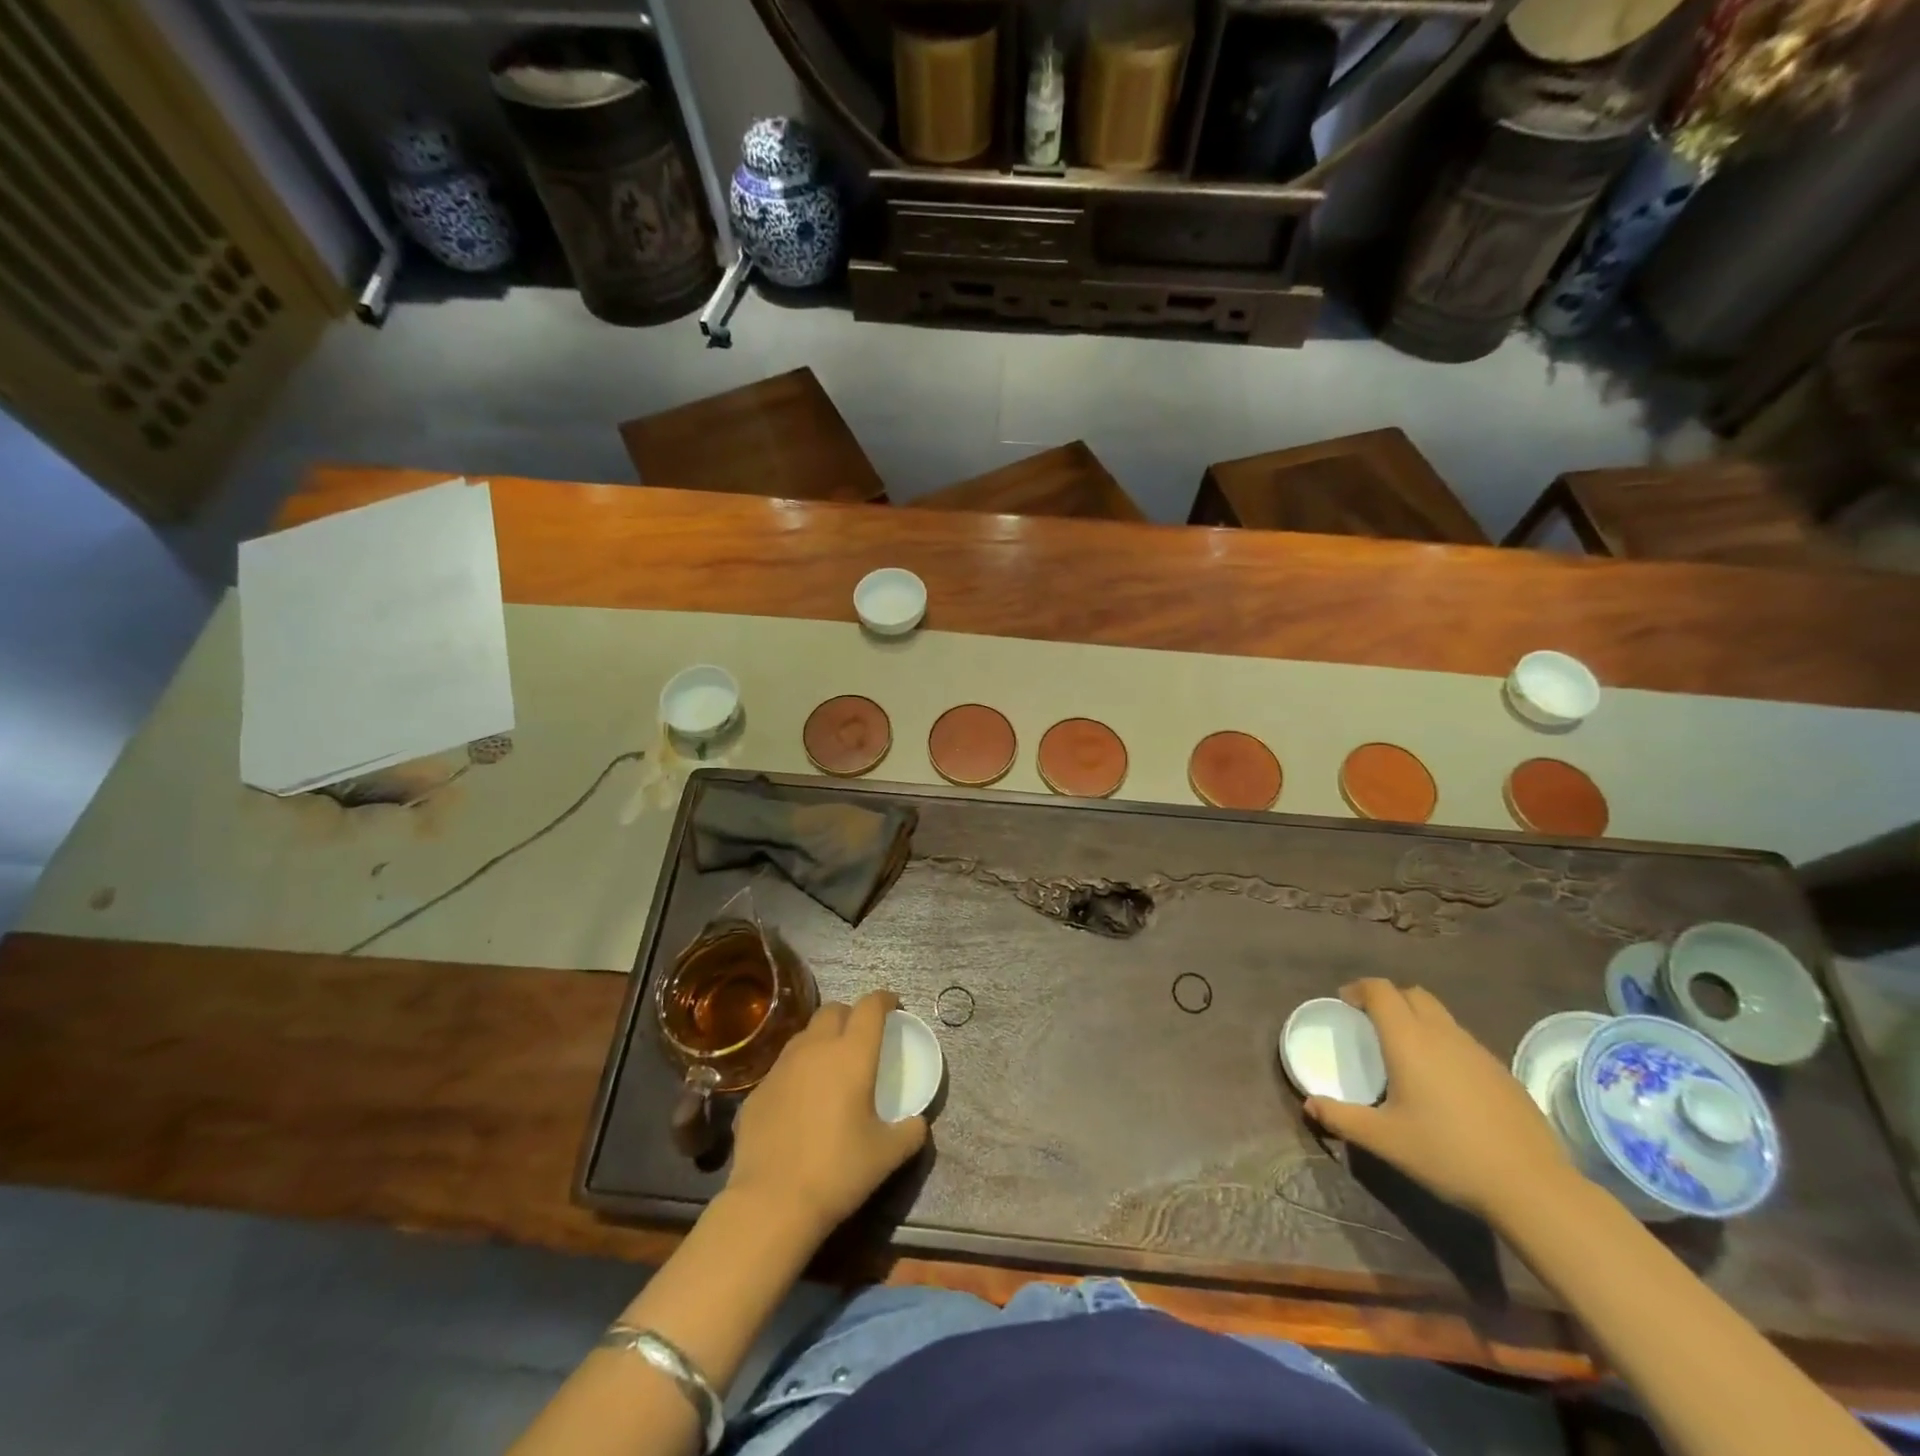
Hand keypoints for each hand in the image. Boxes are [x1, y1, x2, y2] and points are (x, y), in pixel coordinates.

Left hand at [727, 991, 927, 1240]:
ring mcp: (781, 1067)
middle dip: (850, 1014)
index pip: (870, 1007)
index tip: (893, 1005)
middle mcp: (815, 1049)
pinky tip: (800, 1101)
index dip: (884, 1000)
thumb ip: (910, 1132)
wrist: (772, 1201)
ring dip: (821, 1039)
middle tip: (861, 1036)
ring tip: (830, 1065)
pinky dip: (797, 1072)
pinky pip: (782, 1068)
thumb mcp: (887, 1154)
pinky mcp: (757, 1091)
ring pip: (804, 1035)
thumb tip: (918, 1123)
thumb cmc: (838, 1170)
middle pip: (833, 1010)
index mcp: (852, 1054)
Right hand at [1302, 979, 1571, 1222]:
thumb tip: (1309, 1105)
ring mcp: (1477, 1051)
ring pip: (1441, 1016)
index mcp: (1408, 1039)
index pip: (1380, 990)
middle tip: (1372, 1023)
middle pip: (1412, 994)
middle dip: (1389, 999)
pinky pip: (1463, 1041)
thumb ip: (1342, 1118)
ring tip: (1406, 1054)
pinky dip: (1444, 1044)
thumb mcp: (1384, 1139)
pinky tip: (1444, 1083)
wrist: (1531, 1186)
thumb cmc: (1447, 1154)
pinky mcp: (1502, 1072)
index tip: (1345, 1004)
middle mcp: (1442, 1034)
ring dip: (1418, 1020)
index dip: (1359, 989)